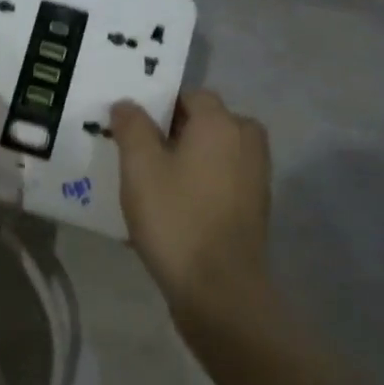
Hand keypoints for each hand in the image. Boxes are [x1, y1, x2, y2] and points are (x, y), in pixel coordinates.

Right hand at [109, 90, 273, 320]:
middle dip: (175, 131)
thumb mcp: (139, 166)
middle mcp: (246, 142)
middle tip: (140, 152)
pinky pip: (222, 180)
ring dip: (188, 158)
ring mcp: (256, 177)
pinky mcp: (254, 208)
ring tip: (152, 181)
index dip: (160, 105)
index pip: (191, 95)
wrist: (219, 290)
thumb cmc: (175, 218)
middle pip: (207, 122)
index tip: (133, 126)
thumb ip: (132, 126)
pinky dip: (200, 183)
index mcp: (221, 124)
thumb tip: (127, 104)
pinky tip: (173, 207)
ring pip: (215, 153)